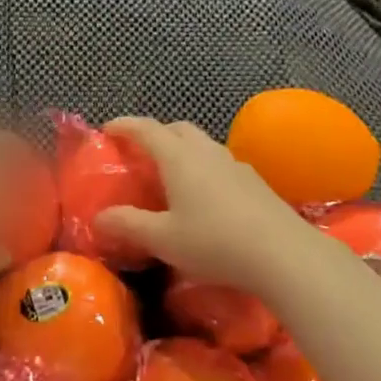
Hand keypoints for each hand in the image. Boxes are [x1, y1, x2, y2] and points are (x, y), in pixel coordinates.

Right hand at [95, 116, 332, 295]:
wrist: (282, 254)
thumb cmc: (214, 242)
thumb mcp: (163, 239)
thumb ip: (129, 225)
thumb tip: (98, 218)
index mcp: (179, 158)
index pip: (147, 129)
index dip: (125, 125)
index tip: (107, 129)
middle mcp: (207, 152)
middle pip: (178, 129)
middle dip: (156, 134)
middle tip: (140, 153)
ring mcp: (235, 164)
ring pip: (203, 144)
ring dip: (183, 150)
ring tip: (172, 175)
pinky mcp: (255, 181)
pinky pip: (220, 163)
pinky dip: (204, 168)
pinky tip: (206, 196)